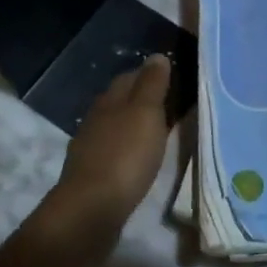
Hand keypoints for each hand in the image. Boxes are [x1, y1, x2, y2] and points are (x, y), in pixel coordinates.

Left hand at [42, 54, 173, 247]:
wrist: (91, 211)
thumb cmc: (125, 156)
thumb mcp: (146, 113)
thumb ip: (152, 84)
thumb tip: (156, 55)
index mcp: (110, 99)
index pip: (131, 76)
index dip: (151, 74)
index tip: (175, 78)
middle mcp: (97, 118)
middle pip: (122, 100)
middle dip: (144, 99)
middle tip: (173, 105)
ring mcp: (91, 147)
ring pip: (117, 126)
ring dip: (136, 125)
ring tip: (161, 131)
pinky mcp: (92, 174)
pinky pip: (115, 151)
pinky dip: (129, 149)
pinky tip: (140, 158)